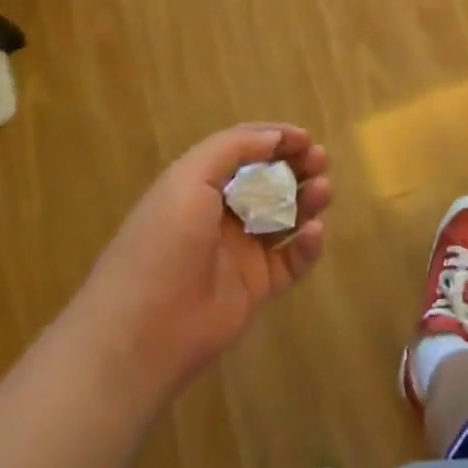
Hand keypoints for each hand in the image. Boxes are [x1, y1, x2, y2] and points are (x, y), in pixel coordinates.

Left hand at [79, 123, 331, 399]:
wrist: (144, 330)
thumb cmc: (164, 242)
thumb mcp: (189, 179)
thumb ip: (233, 149)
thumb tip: (274, 137)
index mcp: (198, 184)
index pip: (243, 150)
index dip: (273, 139)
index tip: (305, 137)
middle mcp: (219, 214)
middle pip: (266, 181)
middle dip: (294, 166)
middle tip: (320, 160)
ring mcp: (239, 252)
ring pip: (283, 217)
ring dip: (305, 199)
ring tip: (323, 191)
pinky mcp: (255, 288)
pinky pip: (290, 261)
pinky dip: (307, 246)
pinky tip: (314, 232)